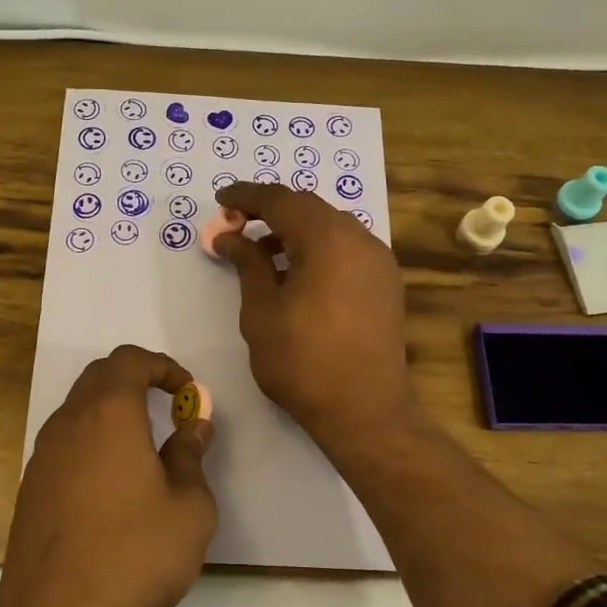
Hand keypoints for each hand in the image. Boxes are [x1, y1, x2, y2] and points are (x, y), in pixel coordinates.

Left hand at [0, 345, 217, 606]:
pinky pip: (66, 443)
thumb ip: (191, 457)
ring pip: (78, 409)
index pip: (129, 360)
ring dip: (112, 412)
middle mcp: (69, 423)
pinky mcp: (31, 487)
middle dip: (137, 380)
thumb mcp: (188, 507)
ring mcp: (43, 455)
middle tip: (168, 408)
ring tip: (144, 447)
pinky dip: (93, 441)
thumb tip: (194, 427)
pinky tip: (113, 484)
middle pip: (99, 377)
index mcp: (109, 414)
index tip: (187, 392)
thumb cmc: (133, 553)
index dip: (163, 366)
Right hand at [212, 182, 415, 451]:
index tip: (220, 200)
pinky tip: (298, 274)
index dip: (247, 196)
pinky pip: (347, 249)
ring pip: (331, 228)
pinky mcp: (386, 284)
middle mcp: (360, 239)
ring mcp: (379, 261)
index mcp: (328, 239)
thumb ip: (248, 264)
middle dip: (271, 211)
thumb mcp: (261, 311)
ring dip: (296, 231)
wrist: (364, 410)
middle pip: (309, 208)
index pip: (281, 200)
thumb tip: (230, 236)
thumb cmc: (302, 361)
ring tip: (263, 254)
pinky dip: (319, 249)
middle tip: (236, 225)